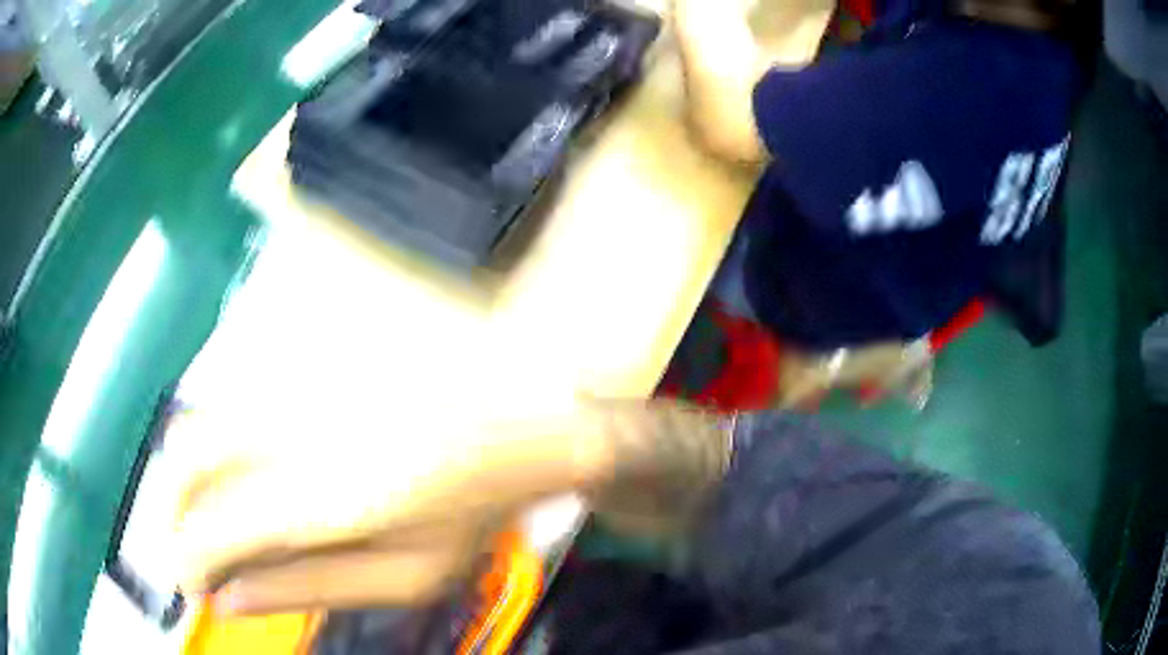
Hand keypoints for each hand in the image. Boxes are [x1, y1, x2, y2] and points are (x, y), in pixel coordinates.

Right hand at [167, 403, 612, 614]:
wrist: (535, 395)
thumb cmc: (482, 500)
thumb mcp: (411, 575)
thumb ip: (310, 587)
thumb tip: (230, 601)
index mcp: (326, 496)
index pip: (211, 529)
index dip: (187, 563)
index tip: (192, 584)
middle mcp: (295, 417)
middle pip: (185, 456)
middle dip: (177, 509)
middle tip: (200, 541)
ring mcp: (299, 361)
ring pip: (203, 410)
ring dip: (199, 466)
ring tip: (227, 498)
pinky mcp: (308, 326)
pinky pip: (237, 373)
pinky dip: (229, 421)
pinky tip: (261, 442)